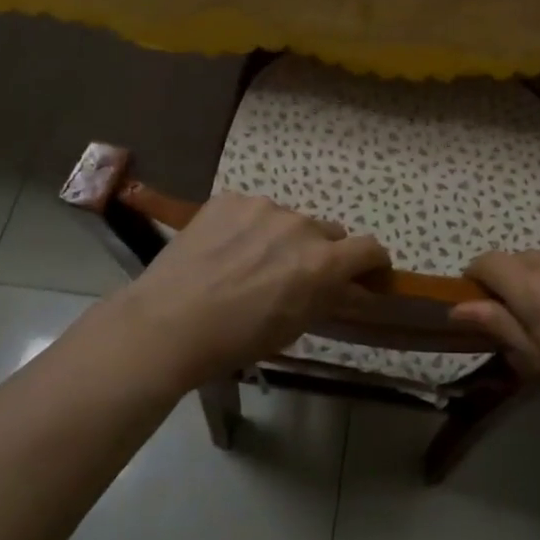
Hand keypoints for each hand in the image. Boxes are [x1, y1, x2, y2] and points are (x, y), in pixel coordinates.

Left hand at [115, 191, 389, 387]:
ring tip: (248, 263)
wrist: (167, 324)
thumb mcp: (292, 328)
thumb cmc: (235, 339)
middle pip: (328, 232)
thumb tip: (349, 286)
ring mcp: (262, 207)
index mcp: (322, 261)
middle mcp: (300, 225)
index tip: (367, 272)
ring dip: (281, 237)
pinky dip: (247, 227)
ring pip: (287, 220)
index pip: (369, 248)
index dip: (373, 262)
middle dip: (321, 252)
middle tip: (294, 275)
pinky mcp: (229, 199)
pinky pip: (252, 211)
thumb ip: (327, 297)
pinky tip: (223, 251)